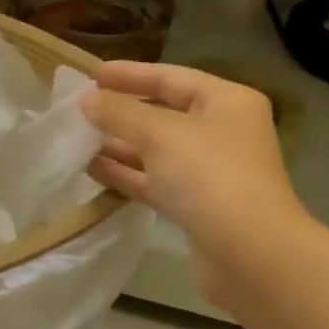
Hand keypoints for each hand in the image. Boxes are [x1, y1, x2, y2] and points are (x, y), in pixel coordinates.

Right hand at [81, 61, 306, 306]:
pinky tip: (94, 171)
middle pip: (165, 114)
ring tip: (78, 141)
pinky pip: (157, 182)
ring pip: (158, 152)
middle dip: (123, 113)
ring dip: (121, 146)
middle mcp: (224, 132)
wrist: (249, 254)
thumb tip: (87, 101)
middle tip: (81, 110)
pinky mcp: (198, 207)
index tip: (91, 75)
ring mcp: (212, 173)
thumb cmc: (210, 177)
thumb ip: (120, 113)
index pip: (172, 77)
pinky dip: (128, 175)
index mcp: (227, 102)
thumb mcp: (160, 135)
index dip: (131, 74)